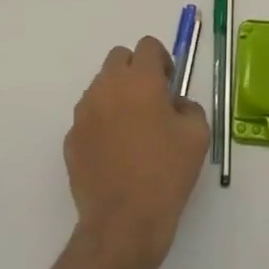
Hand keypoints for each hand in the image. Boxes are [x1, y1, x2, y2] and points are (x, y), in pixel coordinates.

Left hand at [64, 37, 209, 268]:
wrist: (124, 222)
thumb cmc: (166, 173)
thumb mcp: (197, 135)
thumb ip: (188, 106)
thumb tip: (174, 104)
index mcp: (140, 80)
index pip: (147, 46)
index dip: (161, 60)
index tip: (169, 85)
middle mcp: (107, 87)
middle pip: (119, 58)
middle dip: (136, 71)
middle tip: (151, 101)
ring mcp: (84, 112)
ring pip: (101, 86)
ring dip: (117, 95)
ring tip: (133, 130)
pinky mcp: (71, 138)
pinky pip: (89, 117)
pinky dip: (102, 123)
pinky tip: (115, 153)